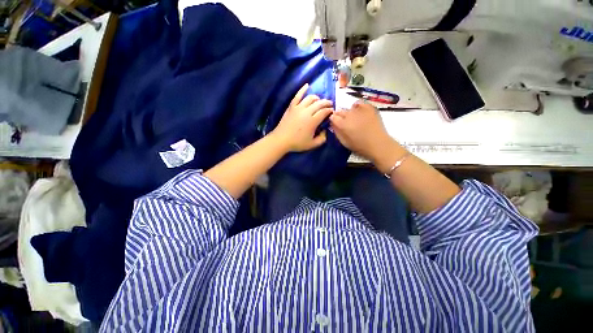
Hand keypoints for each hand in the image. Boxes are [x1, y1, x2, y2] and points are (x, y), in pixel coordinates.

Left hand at [271, 84, 333, 151]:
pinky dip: (302, 89)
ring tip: (319, 101)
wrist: (281, 140)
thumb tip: (326, 131)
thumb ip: (322, 138)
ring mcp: (298, 108)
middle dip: (326, 103)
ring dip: (317, 98)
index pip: (324, 112)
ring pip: (310, 98)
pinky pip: (297, 96)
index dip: (330, 110)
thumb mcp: (312, 144)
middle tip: (330, 105)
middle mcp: (307, 112)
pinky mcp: (291, 107)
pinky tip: (307, 85)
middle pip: (319, 103)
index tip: (332, 111)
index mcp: (313, 121)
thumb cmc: (297, 143)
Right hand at [330, 101, 397, 161]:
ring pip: (349, 108)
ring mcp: (359, 110)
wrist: (378, 144)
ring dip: (349, 113)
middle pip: (340, 111)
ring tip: (353, 119)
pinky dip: (357, 106)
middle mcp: (349, 114)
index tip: (335, 123)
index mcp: (341, 124)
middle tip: (344, 123)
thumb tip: (332, 124)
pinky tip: (359, 111)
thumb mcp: (344, 142)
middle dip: (340, 116)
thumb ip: (336, 131)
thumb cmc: (359, 146)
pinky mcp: (369, 108)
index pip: (332, 117)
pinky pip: (359, 103)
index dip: (333, 120)